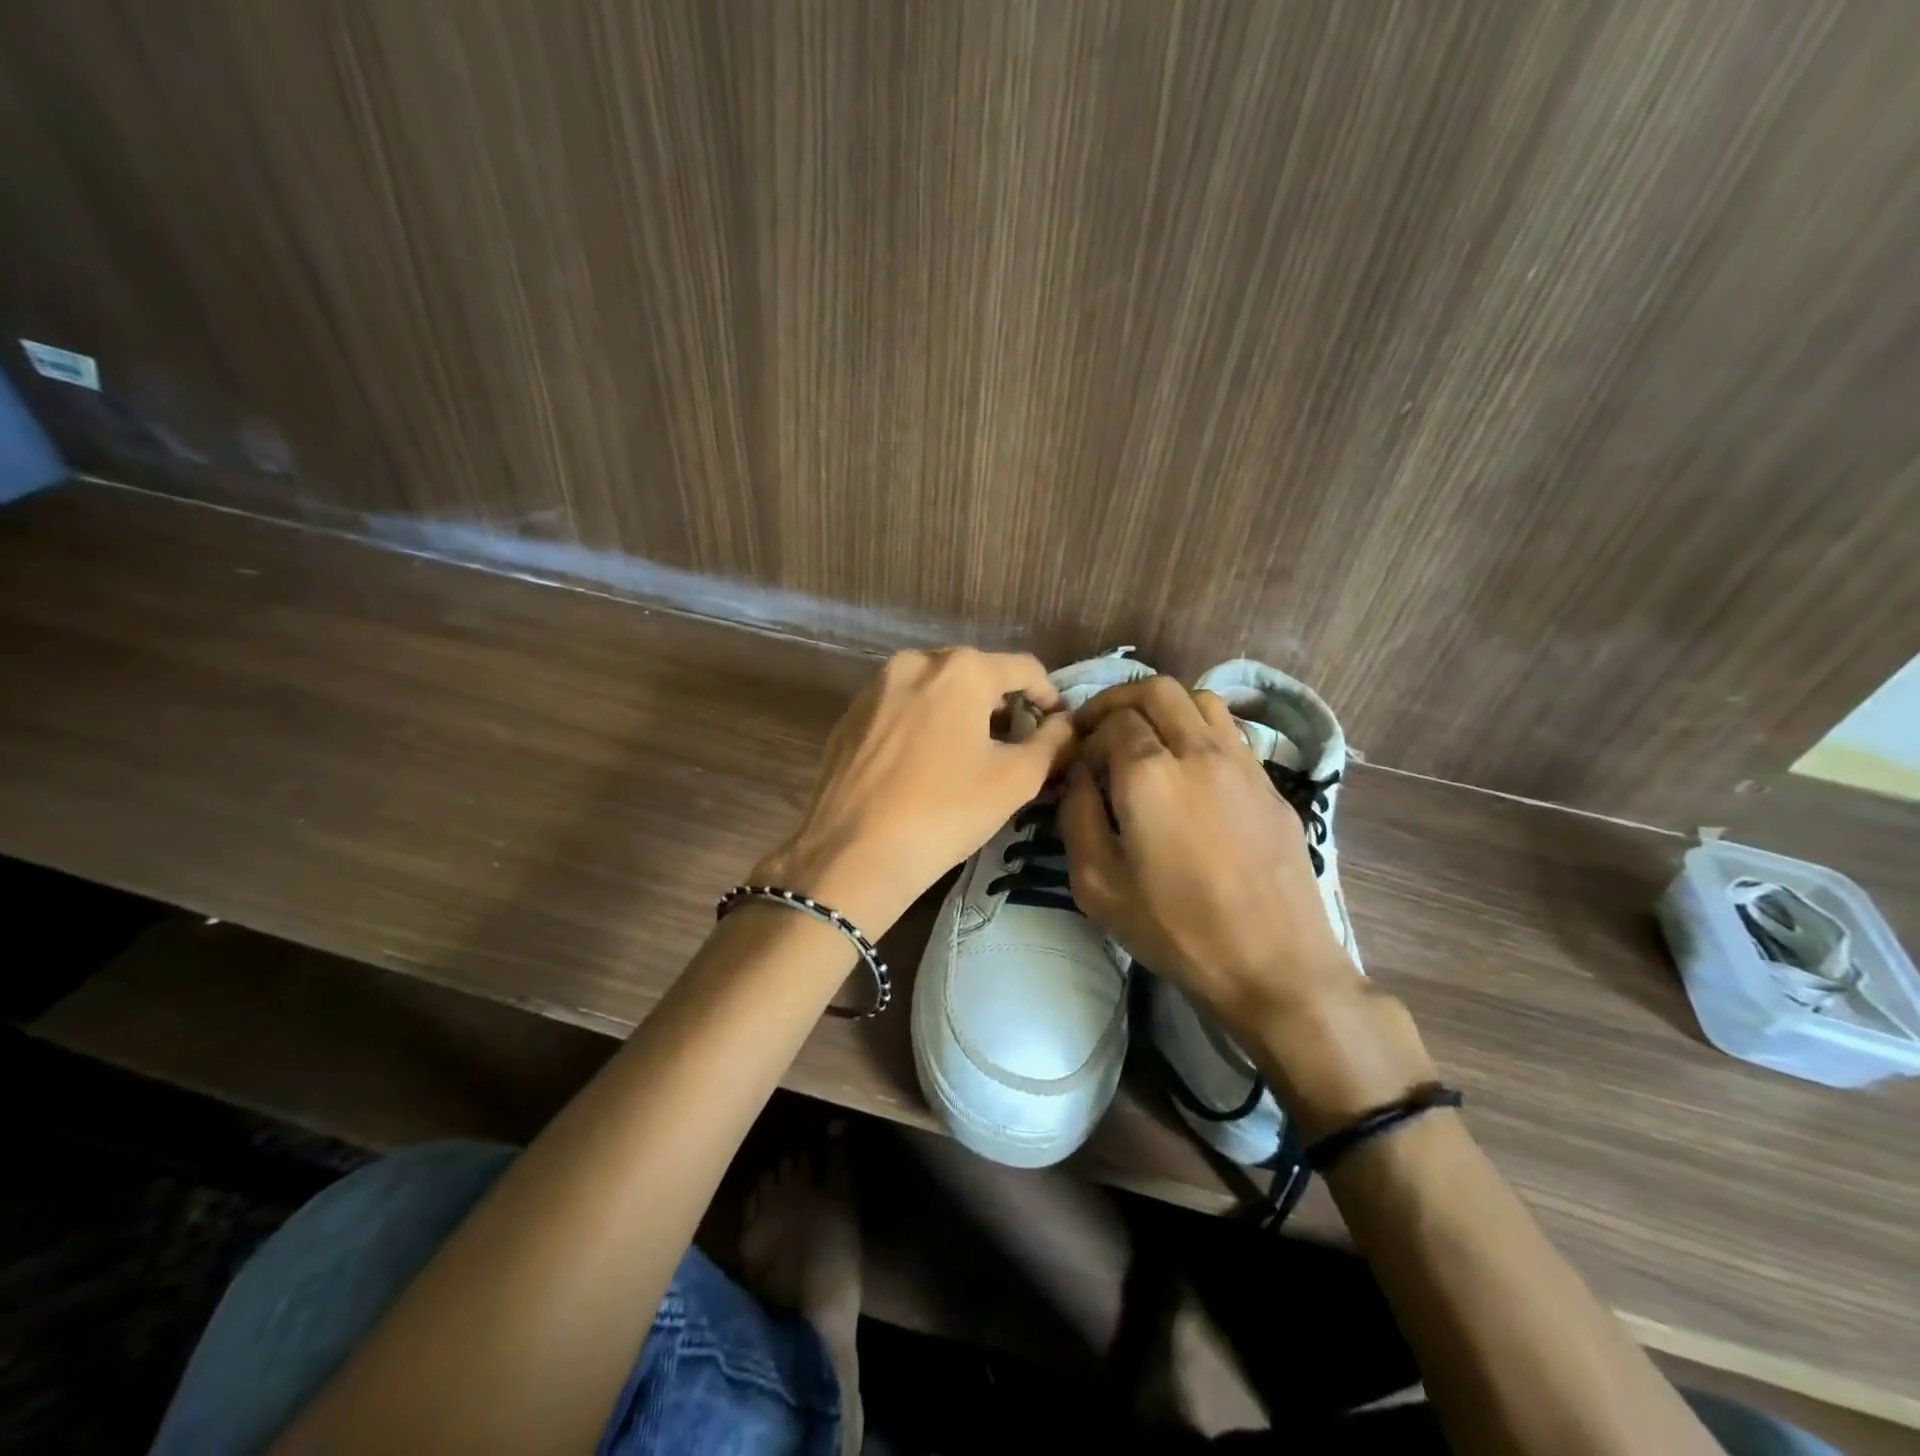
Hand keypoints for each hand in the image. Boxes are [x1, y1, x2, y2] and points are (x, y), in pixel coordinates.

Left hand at [754, 648, 1075, 933]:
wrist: (851, 855)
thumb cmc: (944, 812)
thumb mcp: (1014, 781)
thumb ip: (1053, 743)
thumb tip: (1067, 724)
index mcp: (961, 669)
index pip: (1024, 668)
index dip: (1049, 697)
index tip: (1057, 729)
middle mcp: (915, 662)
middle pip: (976, 674)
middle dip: (1002, 706)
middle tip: (1015, 747)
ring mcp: (875, 687)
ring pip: (935, 690)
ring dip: (961, 714)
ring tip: (970, 758)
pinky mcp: (850, 716)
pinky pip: (901, 709)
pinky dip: (923, 726)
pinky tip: (924, 767)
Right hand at [1058, 677, 1355, 1032]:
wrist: (1274, 966)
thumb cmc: (1176, 930)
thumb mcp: (1097, 885)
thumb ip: (1076, 817)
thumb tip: (1077, 778)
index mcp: (1149, 775)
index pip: (1111, 722)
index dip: (1085, 735)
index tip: (1076, 764)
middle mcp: (1199, 752)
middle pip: (1157, 690)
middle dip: (1119, 701)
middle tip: (1101, 730)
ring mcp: (1243, 764)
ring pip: (1201, 700)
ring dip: (1165, 708)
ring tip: (1147, 740)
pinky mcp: (1271, 785)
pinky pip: (1231, 732)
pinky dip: (1200, 731)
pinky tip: (1191, 771)